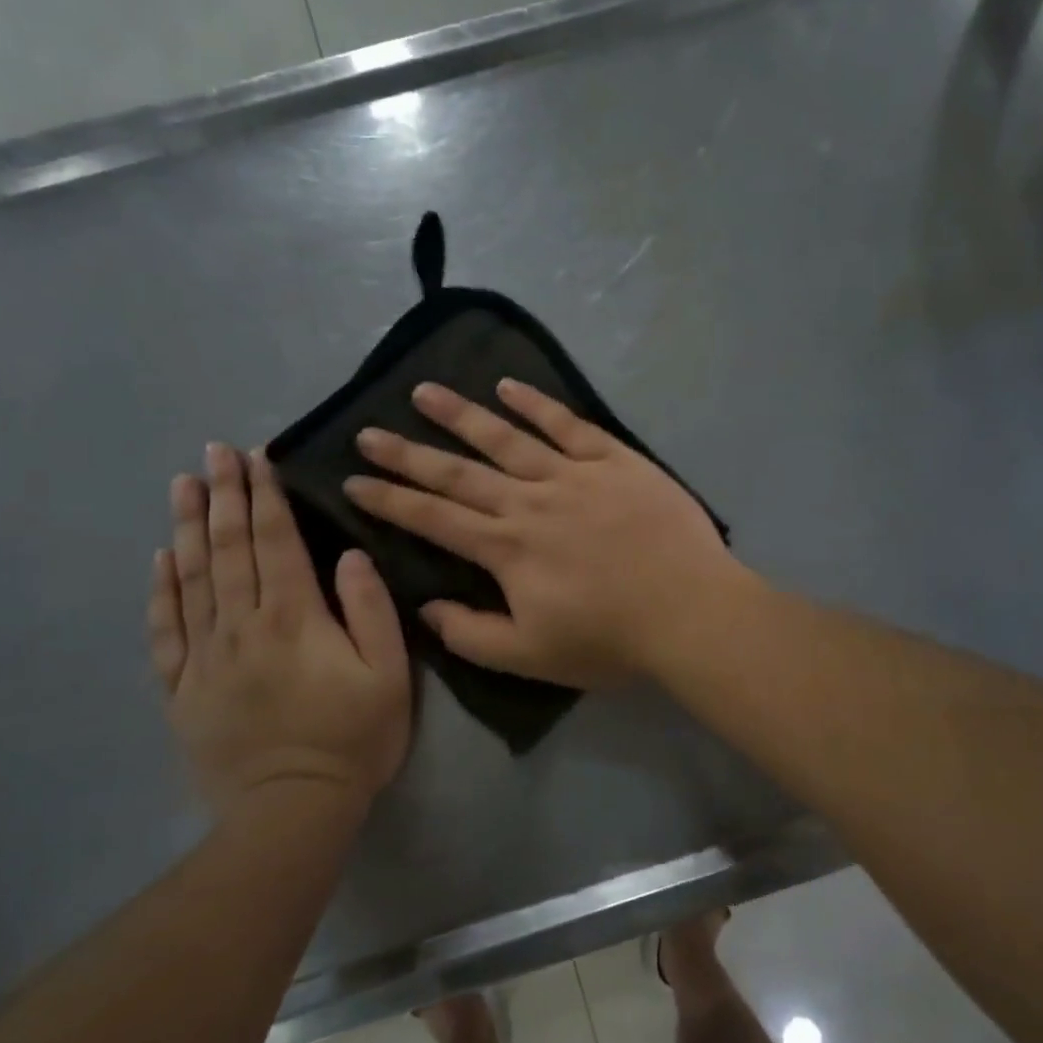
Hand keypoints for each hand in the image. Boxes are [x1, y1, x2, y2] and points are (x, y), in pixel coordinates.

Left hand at [150, 444, 410, 818]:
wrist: (292, 810)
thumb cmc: (353, 738)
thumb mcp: (389, 674)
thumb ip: (371, 610)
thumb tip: (349, 555)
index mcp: (294, 617)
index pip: (275, 541)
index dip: (265, 496)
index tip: (255, 457)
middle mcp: (242, 625)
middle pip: (228, 548)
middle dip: (223, 495)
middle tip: (214, 452)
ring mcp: (205, 656)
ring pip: (191, 578)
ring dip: (186, 527)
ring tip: (182, 485)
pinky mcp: (183, 689)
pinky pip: (166, 630)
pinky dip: (161, 591)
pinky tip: (159, 560)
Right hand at [343, 380, 742, 688]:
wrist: (690, 610)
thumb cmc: (611, 640)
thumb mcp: (531, 656)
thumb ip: (472, 634)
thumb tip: (427, 607)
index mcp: (506, 548)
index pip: (433, 518)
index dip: (390, 499)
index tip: (353, 480)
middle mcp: (529, 501)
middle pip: (458, 472)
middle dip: (408, 453)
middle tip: (369, 431)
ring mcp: (572, 475)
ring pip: (505, 438)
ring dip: (461, 414)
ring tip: (425, 392)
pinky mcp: (614, 460)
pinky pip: (568, 424)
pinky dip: (537, 404)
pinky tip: (509, 386)